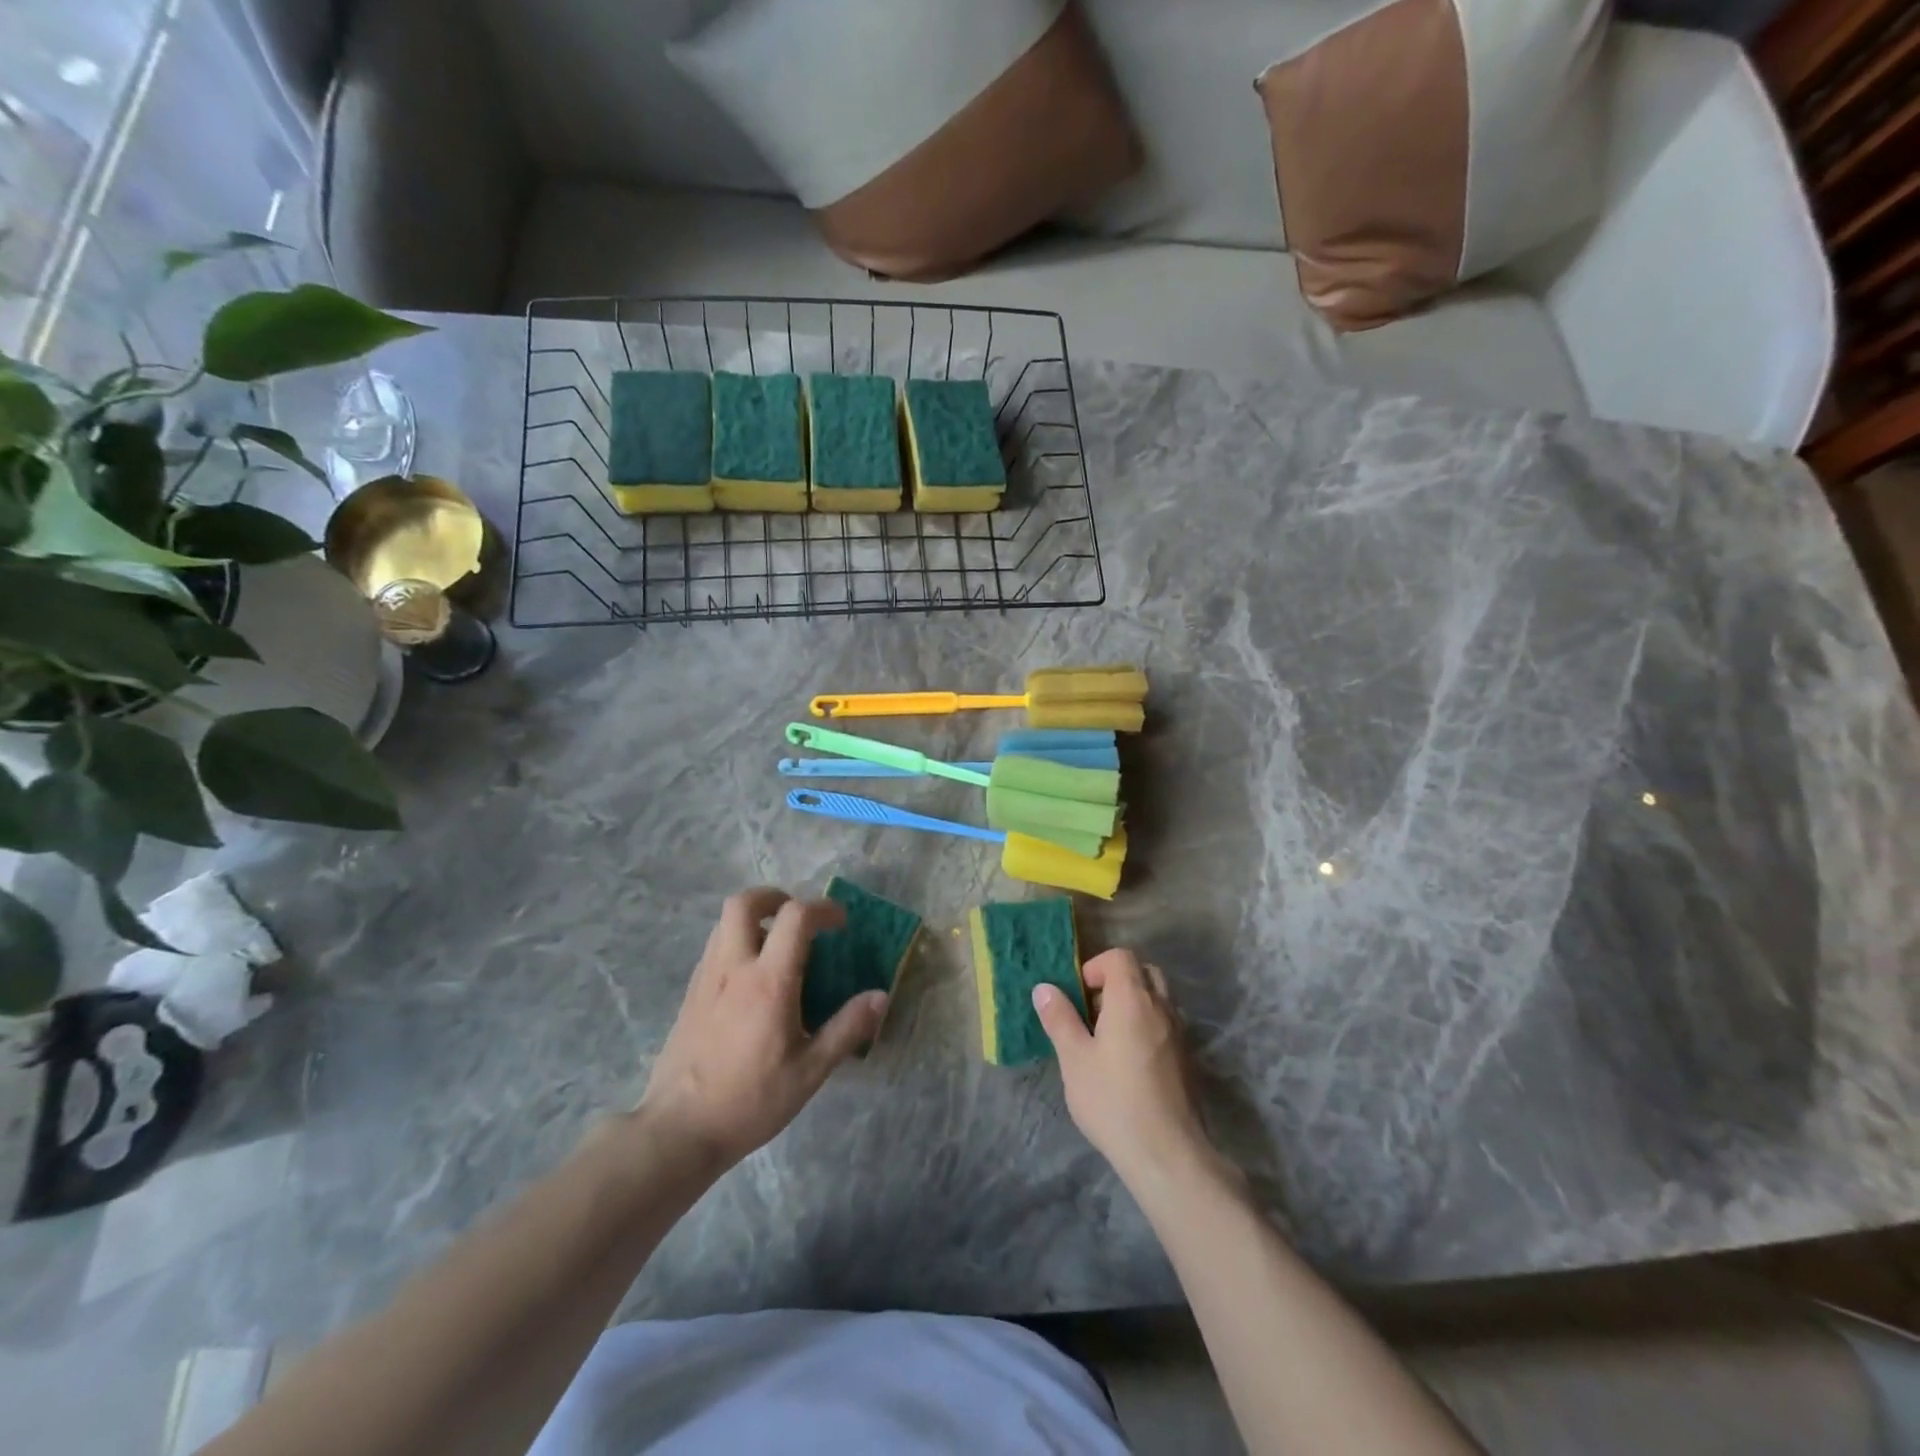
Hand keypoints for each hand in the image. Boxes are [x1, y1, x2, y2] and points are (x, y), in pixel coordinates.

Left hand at [639, 888, 886, 1168]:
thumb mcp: (810, 1071)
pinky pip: (714, 948)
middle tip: (798, 917)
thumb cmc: (751, 1100)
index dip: (823, 908)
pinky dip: (736, 942)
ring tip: (777, 945)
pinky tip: (751, 978)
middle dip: (775, 897)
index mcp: (769, 981)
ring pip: (724, 922)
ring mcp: (706, 978)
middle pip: (745, 902)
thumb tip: (879, 996)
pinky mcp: (690, 994)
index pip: (796, 917)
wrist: (679, 1130)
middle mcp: (733, 967)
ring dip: (755, 919)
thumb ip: (847, 1028)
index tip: (841, 923)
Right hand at [1033, 949, 1223, 1193]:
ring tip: (1109, 1038)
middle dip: (1117, 981)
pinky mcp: (1188, 1059)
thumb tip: (1044, 988)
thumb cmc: (1113, 1101)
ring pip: (1158, 999)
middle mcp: (1161, 1007)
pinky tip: (1129, 1062)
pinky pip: (1166, 1024)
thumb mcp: (1074, 1059)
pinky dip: (1148, 1026)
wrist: (1168, 1154)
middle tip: (1093, 1012)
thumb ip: (1059, 1019)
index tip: (1079, 995)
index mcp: (1132, 999)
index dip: (1096, 967)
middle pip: (1144, 972)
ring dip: (1134, 1004)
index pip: (1120, 957)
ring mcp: (1180, 1033)